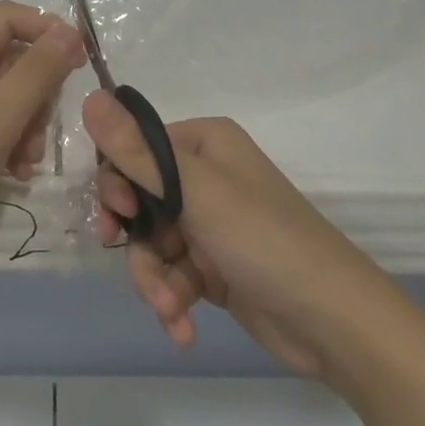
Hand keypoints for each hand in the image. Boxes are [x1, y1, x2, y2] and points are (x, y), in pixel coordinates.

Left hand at [0, 2, 86, 312]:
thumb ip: (35, 73)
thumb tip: (69, 32)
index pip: (5, 18)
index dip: (46, 29)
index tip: (83, 61)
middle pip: (10, 58)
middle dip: (38, 88)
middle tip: (44, 126)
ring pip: (9, 96)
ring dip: (30, 122)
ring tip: (27, 159)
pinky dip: (14, 144)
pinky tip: (19, 173)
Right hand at [85, 91, 386, 380]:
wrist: (335, 322)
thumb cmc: (264, 239)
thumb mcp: (195, 192)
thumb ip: (136, 151)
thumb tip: (89, 97)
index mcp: (204, 144)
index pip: (135, 148)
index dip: (116, 181)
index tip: (117, 212)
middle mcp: (205, 177)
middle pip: (138, 200)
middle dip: (133, 238)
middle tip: (122, 254)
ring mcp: (209, 224)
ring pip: (151, 244)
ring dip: (154, 279)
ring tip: (171, 308)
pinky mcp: (214, 267)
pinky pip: (172, 275)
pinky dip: (172, 300)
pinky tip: (182, 328)